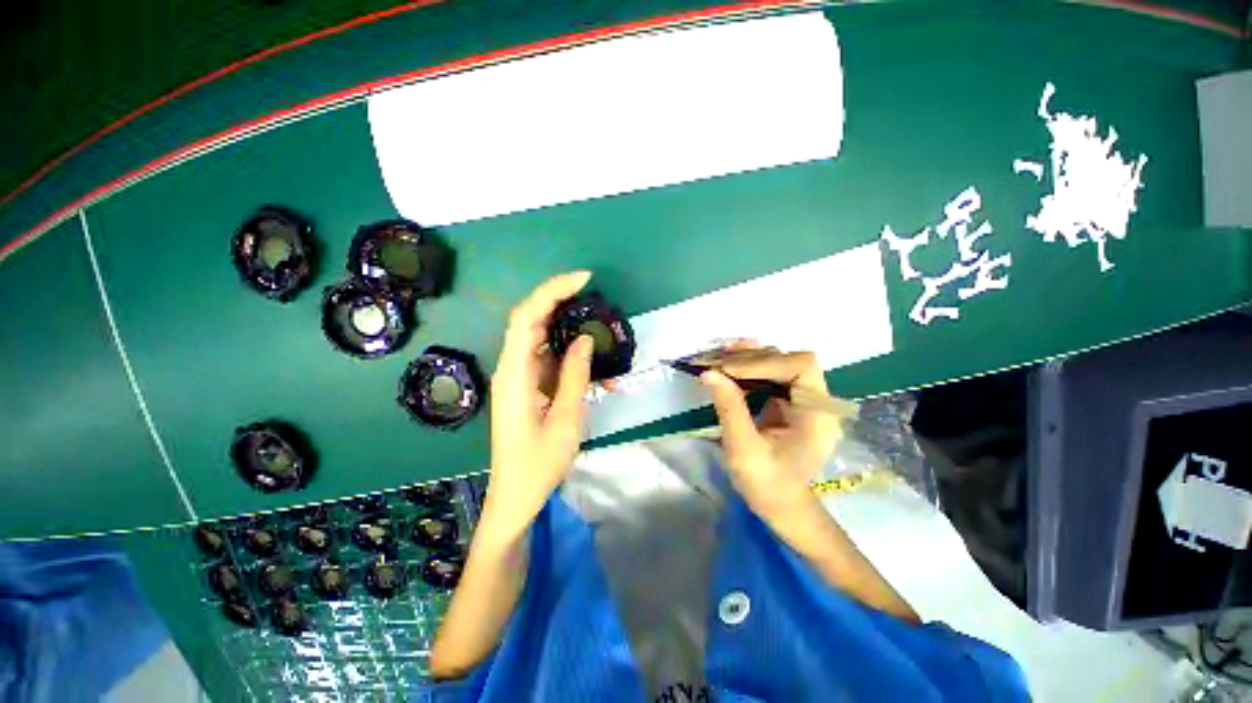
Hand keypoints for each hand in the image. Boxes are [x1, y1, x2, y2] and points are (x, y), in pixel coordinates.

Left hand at [482, 271, 595, 540]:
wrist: (516, 496)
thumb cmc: (539, 463)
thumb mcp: (567, 418)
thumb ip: (575, 374)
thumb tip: (585, 338)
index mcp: (515, 373)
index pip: (527, 316)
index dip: (553, 291)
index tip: (584, 280)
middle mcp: (512, 368)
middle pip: (532, 320)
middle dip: (562, 302)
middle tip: (595, 298)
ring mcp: (519, 377)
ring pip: (543, 339)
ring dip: (571, 332)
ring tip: (601, 335)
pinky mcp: (528, 387)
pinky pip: (549, 361)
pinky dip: (571, 358)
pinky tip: (596, 372)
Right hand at [700, 345, 841, 517]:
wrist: (782, 507)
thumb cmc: (767, 485)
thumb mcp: (744, 449)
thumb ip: (730, 408)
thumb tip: (710, 373)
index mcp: (817, 415)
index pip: (801, 367)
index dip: (766, 362)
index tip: (730, 370)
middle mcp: (816, 401)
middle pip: (789, 360)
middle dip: (752, 357)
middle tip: (718, 359)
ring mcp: (803, 399)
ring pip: (779, 363)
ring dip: (750, 357)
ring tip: (721, 356)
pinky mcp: (789, 402)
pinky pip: (772, 375)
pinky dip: (749, 368)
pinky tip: (729, 365)